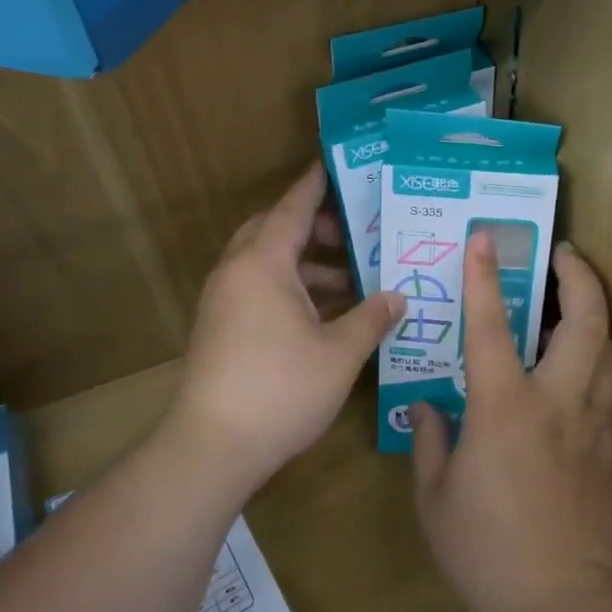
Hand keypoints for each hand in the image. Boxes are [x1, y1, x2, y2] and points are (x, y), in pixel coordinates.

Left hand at [170, 163, 404, 493]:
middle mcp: (237, 272)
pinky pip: (255, 288)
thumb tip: (398, 297)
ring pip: (264, 262)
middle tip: (353, 234)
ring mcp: (222, 300)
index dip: (316, 185)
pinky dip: (288, 288)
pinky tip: (321, 315)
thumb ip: (372, 318)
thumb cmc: (282, 389)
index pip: (293, 208)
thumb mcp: (340, 353)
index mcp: (263, 264)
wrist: (213, 446)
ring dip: (303, 263)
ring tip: (349, 281)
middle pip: (273, 230)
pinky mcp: (218, 327)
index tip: (334, 165)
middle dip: (312, 227)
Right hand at [412, 235, 611, 611]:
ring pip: (610, 349)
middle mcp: (559, 400)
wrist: (562, 607)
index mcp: (505, 406)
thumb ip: (430, 442)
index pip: (491, 324)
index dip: (484, 275)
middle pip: (587, 319)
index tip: (485, 237)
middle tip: (563, 255)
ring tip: (571, 310)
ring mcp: (596, 423)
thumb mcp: (435, 497)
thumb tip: (430, 409)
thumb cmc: (486, 551)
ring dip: (594, 318)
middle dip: (579, 275)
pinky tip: (583, 375)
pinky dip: (601, 365)